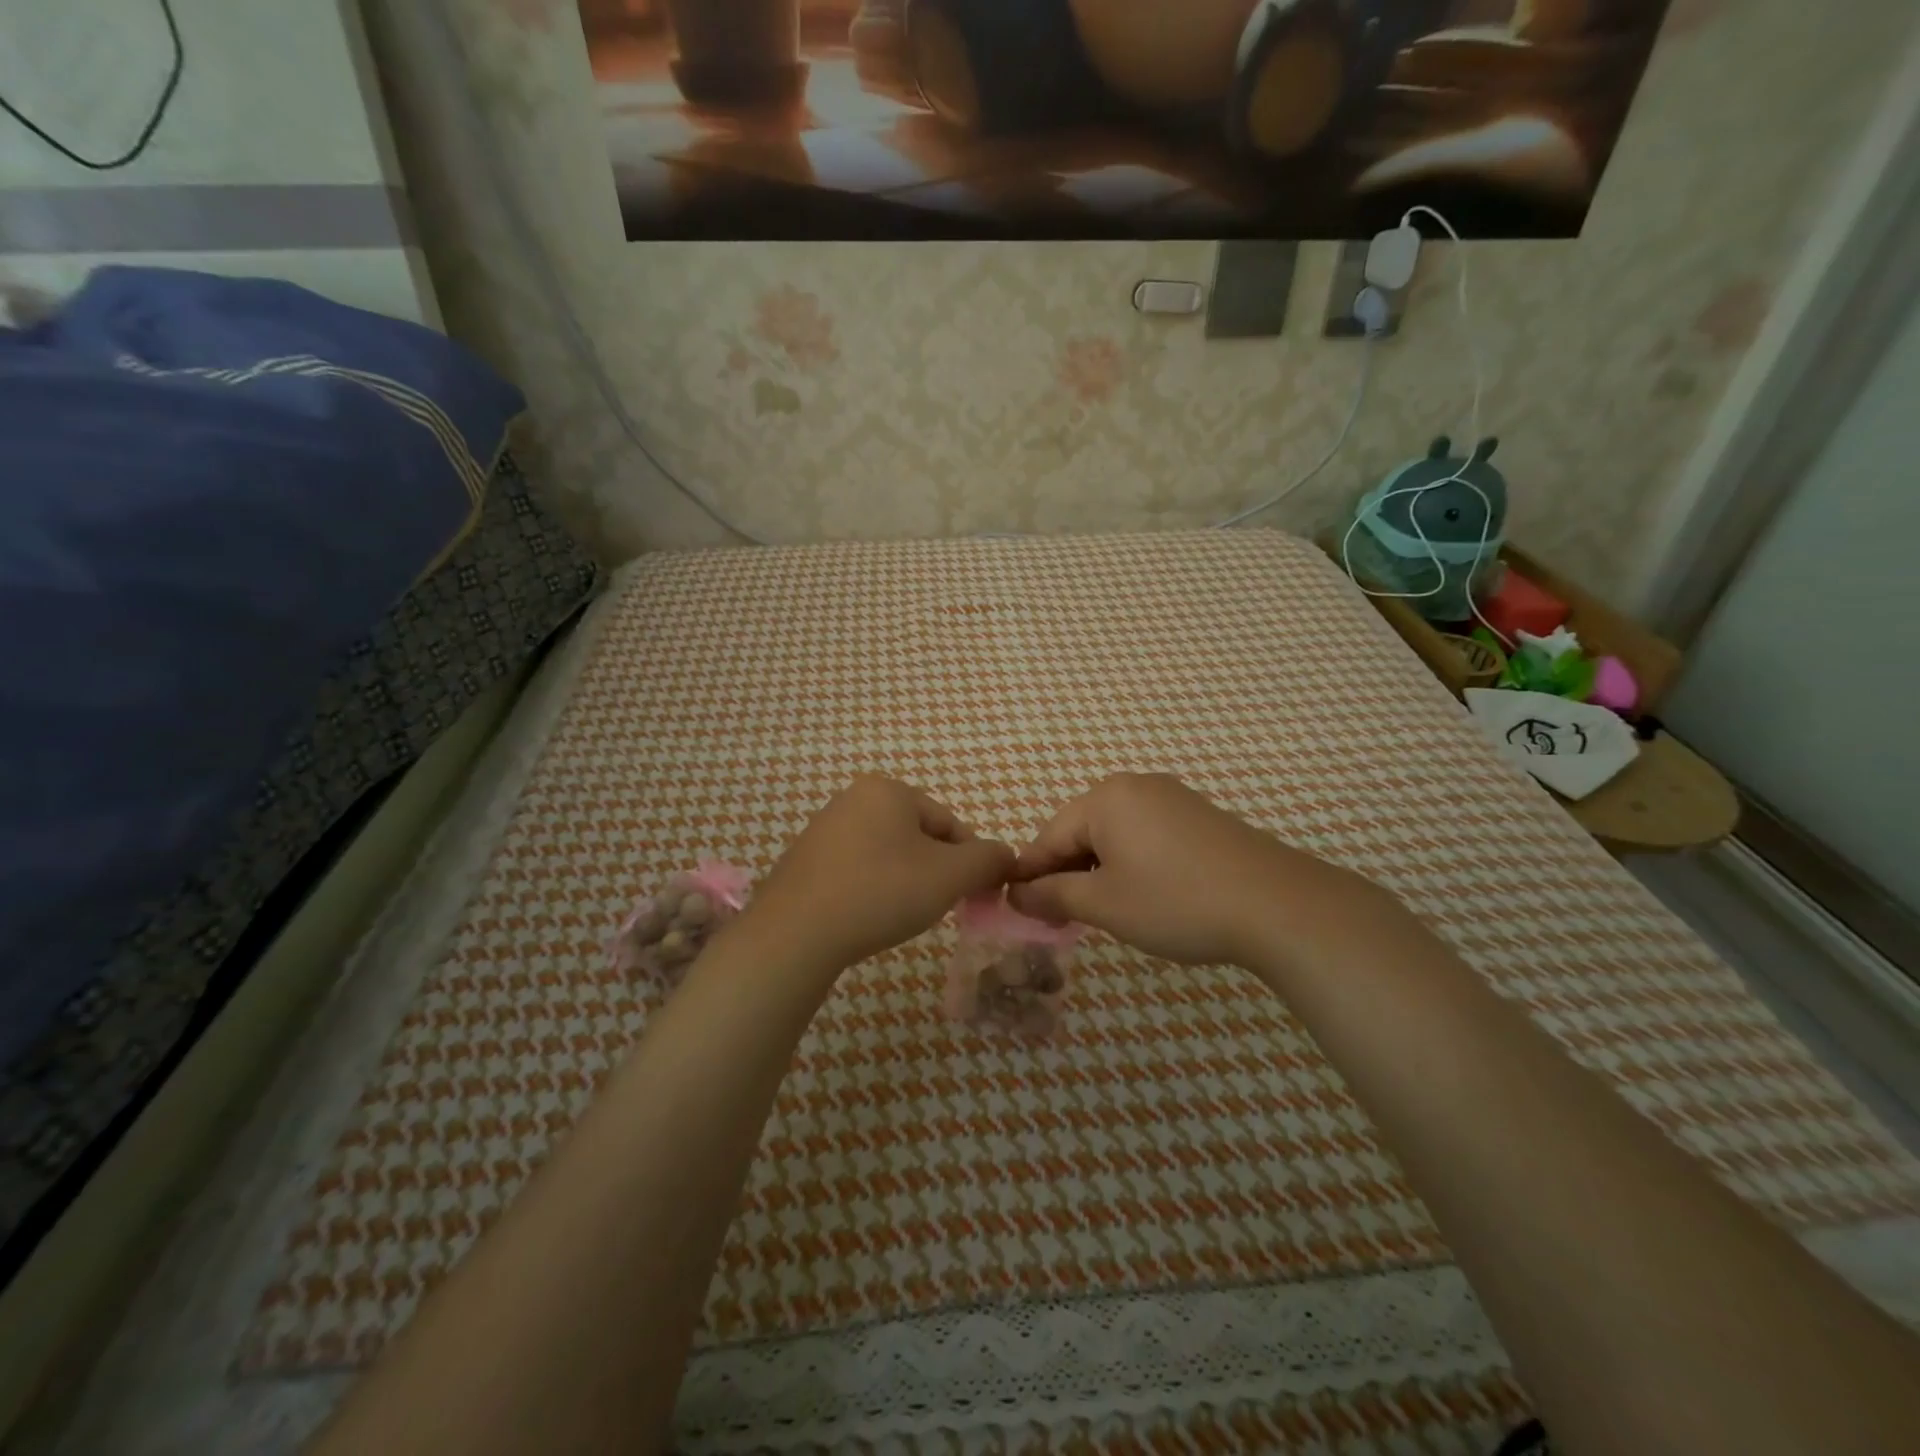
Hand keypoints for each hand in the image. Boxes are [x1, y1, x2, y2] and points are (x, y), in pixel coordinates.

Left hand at [739, 775, 1014, 974]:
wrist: (795, 933)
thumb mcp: (950, 876)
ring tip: (900, 916)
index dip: (970, 862)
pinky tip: (868, 916)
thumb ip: (988, 860)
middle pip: (919, 837)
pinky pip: (857, 869)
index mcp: (889, 789)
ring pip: (888, 854)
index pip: (950, 824)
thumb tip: (1007, 856)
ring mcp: (824, 828)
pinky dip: (872, 889)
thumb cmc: (880, 892)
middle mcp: (854, 798)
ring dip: (905, 882)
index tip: (973, 898)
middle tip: (935, 908)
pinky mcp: (805, 859)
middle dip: (935, 872)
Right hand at [1008, 773, 1381, 968]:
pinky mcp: (1199, 817)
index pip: (1049, 836)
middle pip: (1081, 831)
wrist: (1277, 905)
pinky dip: (1132, 864)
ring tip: (1102, 911)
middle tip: (1061, 918)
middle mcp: (1136, 786)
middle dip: (1066, 873)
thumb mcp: (1105, 904)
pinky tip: (1142, 894)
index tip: (1017, 910)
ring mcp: (1172, 798)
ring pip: (1114, 834)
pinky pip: (1146, 835)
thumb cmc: (1177, 902)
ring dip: (1098, 871)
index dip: (1031, 876)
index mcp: (1106, 798)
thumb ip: (1052, 895)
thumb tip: (1015, 894)